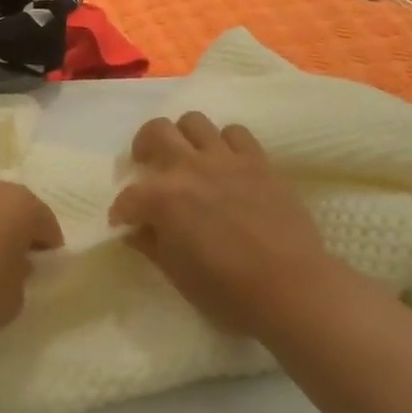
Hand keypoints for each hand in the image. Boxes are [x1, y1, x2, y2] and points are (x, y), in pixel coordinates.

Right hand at [108, 112, 366, 338]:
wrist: (290, 287)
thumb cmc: (227, 290)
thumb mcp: (176, 274)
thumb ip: (150, 244)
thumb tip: (135, 229)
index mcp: (162, 198)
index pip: (128, 196)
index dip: (121, 211)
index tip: (124, 223)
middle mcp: (189, 167)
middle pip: (156, 132)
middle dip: (143, 147)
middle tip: (147, 166)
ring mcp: (225, 159)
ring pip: (194, 122)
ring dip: (183, 137)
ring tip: (186, 157)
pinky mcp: (258, 161)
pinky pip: (235, 133)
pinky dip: (224, 143)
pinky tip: (225, 163)